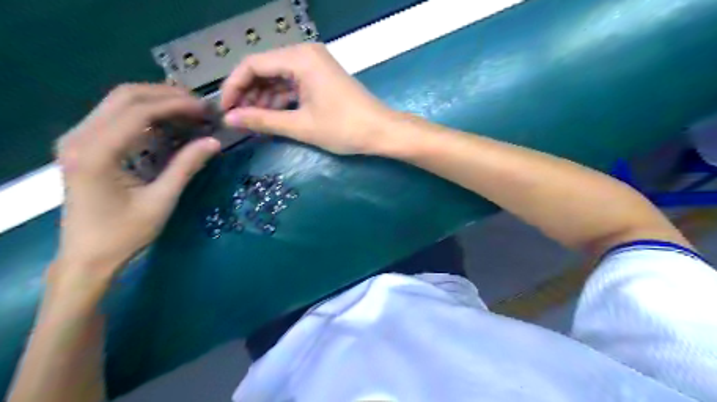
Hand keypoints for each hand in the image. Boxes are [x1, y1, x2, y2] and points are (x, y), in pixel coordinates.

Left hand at [54, 83, 217, 285]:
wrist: (88, 256)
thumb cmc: (125, 233)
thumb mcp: (161, 201)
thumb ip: (186, 167)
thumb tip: (214, 141)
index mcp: (96, 153)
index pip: (138, 111)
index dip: (175, 105)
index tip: (205, 109)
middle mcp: (79, 137)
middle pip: (124, 96)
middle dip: (166, 95)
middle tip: (200, 107)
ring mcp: (77, 139)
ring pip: (118, 102)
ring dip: (156, 101)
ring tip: (189, 111)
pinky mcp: (83, 145)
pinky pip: (115, 115)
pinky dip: (145, 114)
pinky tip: (167, 123)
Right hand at [221, 42, 397, 154]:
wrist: (382, 131)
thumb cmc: (344, 128)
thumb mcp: (300, 126)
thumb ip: (263, 120)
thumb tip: (230, 119)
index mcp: (299, 58)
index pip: (252, 65)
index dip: (233, 87)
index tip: (224, 111)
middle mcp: (305, 54)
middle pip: (264, 69)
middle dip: (248, 94)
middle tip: (238, 119)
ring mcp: (315, 65)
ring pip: (278, 77)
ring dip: (263, 98)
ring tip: (253, 122)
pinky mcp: (321, 77)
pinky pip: (292, 84)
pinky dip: (280, 99)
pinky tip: (272, 117)